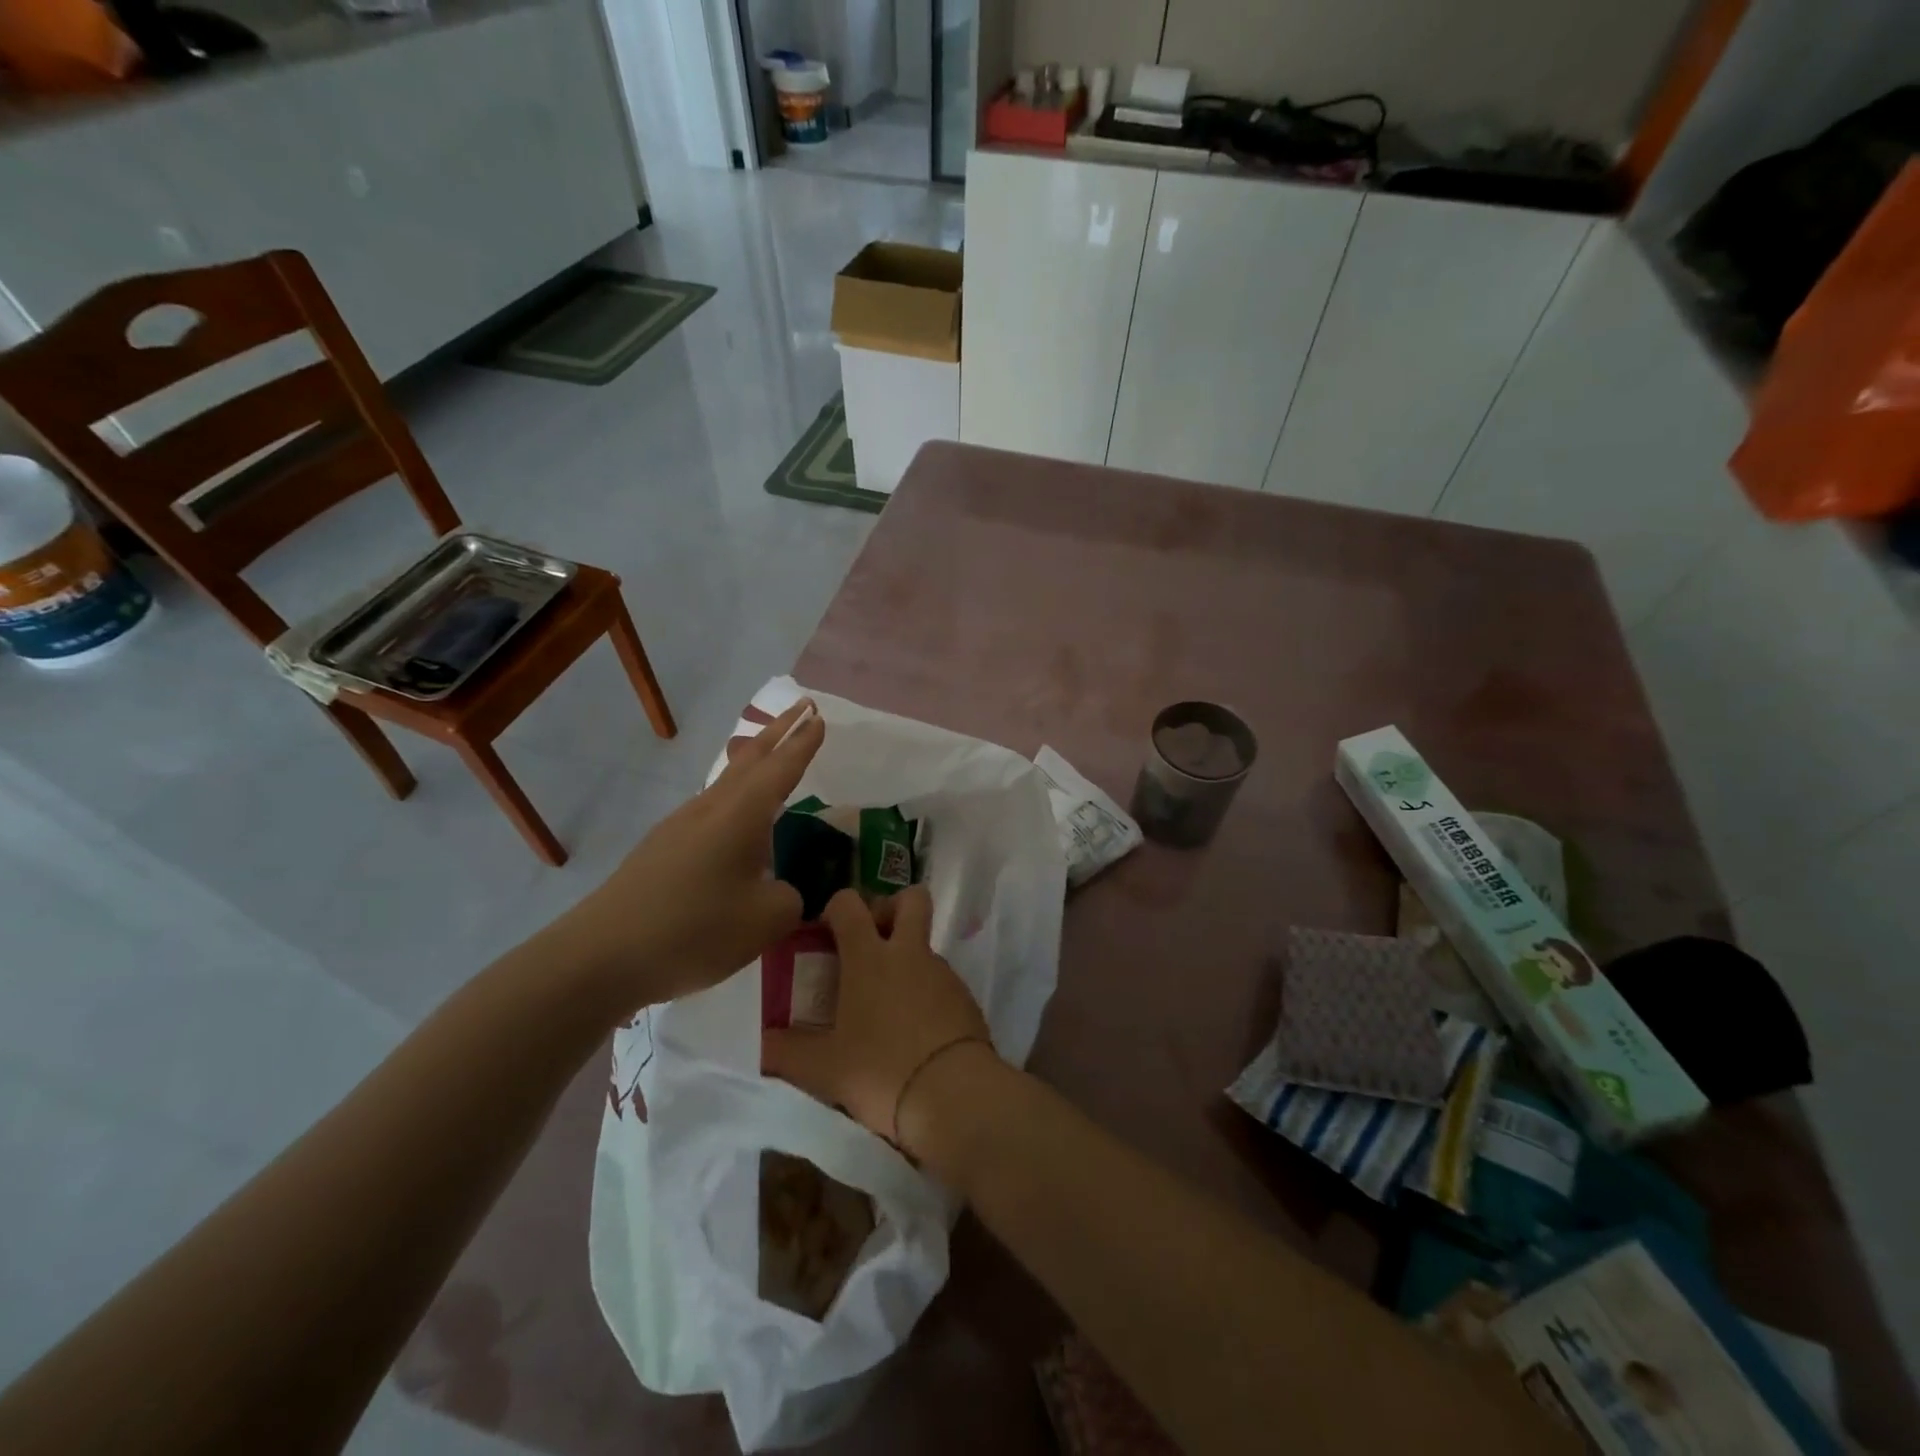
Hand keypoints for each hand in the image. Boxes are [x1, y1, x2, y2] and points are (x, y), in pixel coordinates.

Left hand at [564, 699, 824, 1007]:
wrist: (602, 955)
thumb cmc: (694, 930)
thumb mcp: (766, 920)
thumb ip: (789, 898)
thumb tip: (780, 890)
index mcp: (742, 815)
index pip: (782, 767)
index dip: (804, 743)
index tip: (819, 717)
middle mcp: (711, 808)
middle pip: (750, 758)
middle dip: (779, 731)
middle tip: (802, 708)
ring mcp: (681, 826)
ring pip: (727, 781)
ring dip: (754, 761)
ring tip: (771, 754)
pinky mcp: (662, 849)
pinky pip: (711, 808)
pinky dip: (735, 796)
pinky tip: (737, 821)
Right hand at [763, 885, 995, 1150]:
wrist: (955, 1096)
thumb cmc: (881, 1071)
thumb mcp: (823, 1069)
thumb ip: (786, 1053)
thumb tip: (761, 1044)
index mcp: (869, 958)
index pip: (850, 904)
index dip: (836, 908)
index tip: (825, 934)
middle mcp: (909, 953)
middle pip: (910, 899)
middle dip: (890, 908)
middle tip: (871, 941)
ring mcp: (942, 972)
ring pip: (924, 944)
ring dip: (907, 959)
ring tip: (887, 1005)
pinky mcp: (965, 997)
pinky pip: (941, 980)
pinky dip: (926, 992)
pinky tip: (915, 1031)